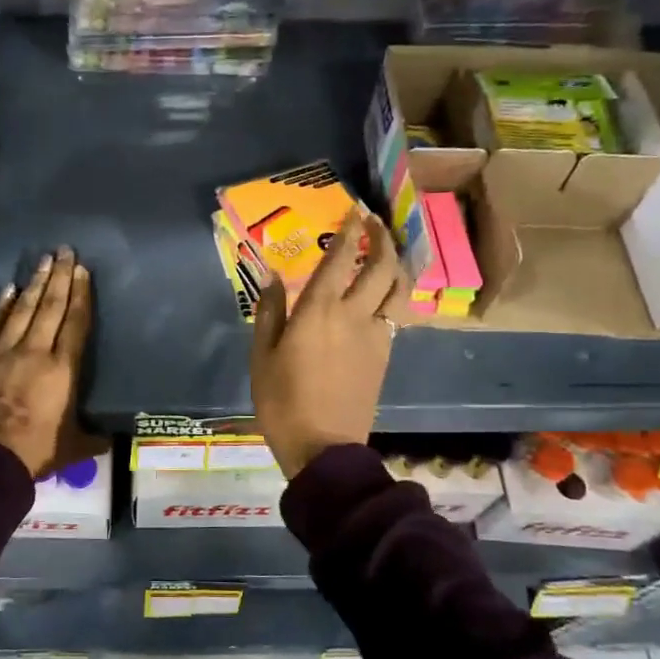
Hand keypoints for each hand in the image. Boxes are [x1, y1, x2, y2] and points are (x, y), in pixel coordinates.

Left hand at [0, 246, 105, 477]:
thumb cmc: (34, 453)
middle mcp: (34, 352)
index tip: (83, 271)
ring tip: (44, 260)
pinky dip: (1, 306)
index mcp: (62, 370)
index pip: (75, 323)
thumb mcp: (74, 447)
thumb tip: (113, 438)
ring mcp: (1, 352)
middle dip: (60, 277)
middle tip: (66, 251)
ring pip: (22, 310)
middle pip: (50, 307)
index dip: (80, 295)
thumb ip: (93, 437)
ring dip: (35, 283)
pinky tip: (10, 289)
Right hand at [250, 211, 409, 478]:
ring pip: (398, 288)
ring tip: (384, 253)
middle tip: (373, 224)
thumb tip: (272, 276)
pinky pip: (395, 313)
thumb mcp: (262, 356)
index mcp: (318, 311)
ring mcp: (376, 334)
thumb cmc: (282, 402)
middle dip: (380, 238)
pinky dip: (393, 294)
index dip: (348, 231)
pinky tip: (381, 294)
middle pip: (380, 266)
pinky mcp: (385, 354)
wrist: (323, 447)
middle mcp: (353, 314)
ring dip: (395, 264)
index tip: (353, 211)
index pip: (339, 259)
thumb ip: (269, 311)